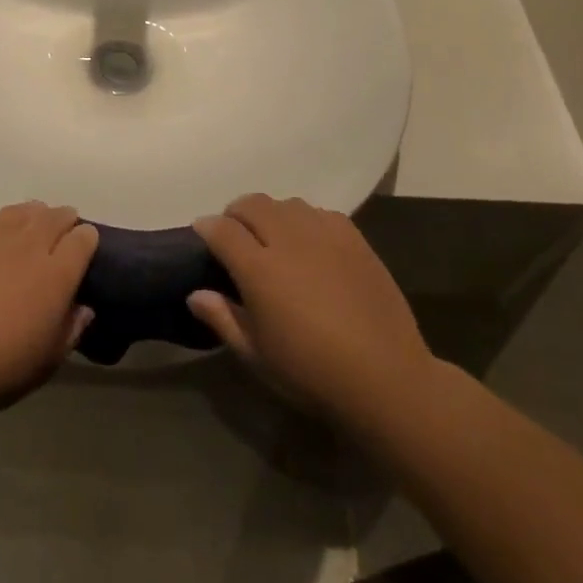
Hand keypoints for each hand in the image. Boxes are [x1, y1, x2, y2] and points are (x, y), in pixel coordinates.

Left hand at [0, 202, 97, 413]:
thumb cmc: (2, 366)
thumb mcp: (49, 359)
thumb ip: (71, 329)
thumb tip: (84, 308)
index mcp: (57, 274)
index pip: (82, 240)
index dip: (87, 238)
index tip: (86, 243)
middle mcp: (28, 246)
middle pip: (53, 217)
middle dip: (63, 217)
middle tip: (62, 225)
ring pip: (17, 210)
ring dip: (29, 211)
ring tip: (30, 217)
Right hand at [187, 195, 435, 423]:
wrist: (386, 378)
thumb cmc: (312, 373)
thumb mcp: (257, 356)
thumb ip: (223, 319)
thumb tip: (195, 294)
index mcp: (259, 269)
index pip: (221, 229)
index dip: (206, 228)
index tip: (202, 236)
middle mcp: (288, 240)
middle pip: (252, 204)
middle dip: (236, 214)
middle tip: (236, 237)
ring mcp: (324, 235)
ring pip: (286, 204)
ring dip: (271, 214)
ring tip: (274, 238)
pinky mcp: (354, 239)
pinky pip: (320, 213)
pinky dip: (305, 220)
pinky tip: (310, 244)